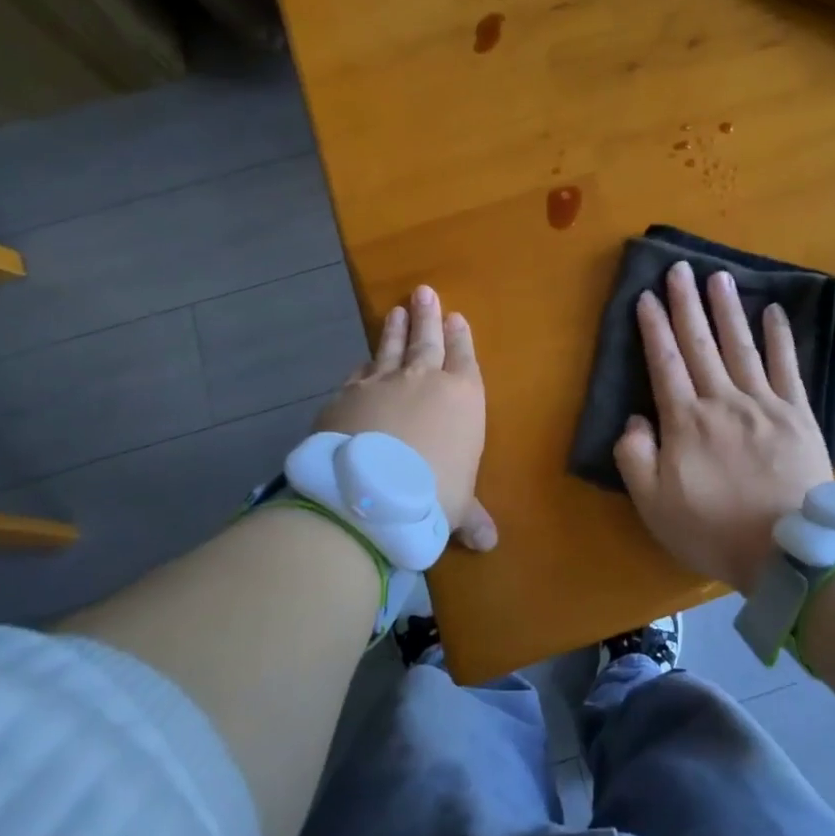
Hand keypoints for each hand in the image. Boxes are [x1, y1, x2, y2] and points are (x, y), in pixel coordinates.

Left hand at [316, 285, 495, 551]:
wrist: (370, 492)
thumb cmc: (432, 495)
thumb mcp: (456, 509)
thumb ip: (471, 517)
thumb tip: (489, 543)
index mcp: (462, 397)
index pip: (464, 358)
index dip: (461, 337)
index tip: (457, 316)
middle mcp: (424, 380)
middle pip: (427, 340)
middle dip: (428, 316)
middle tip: (424, 292)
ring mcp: (381, 383)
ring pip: (391, 347)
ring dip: (396, 329)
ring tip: (397, 309)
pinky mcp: (346, 395)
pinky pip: (359, 372)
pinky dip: (364, 364)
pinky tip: (363, 360)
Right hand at [614, 261, 833, 591]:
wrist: (788, 551)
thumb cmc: (713, 530)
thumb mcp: (653, 505)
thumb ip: (635, 457)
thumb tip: (636, 418)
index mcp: (686, 421)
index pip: (665, 363)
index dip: (654, 327)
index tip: (646, 295)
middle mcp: (722, 400)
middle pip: (699, 344)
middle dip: (686, 303)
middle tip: (679, 267)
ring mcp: (763, 403)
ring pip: (740, 346)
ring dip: (727, 309)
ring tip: (718, 276)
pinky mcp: (798, 414)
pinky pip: (787, 367)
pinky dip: (780, 337)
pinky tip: (773, 311)